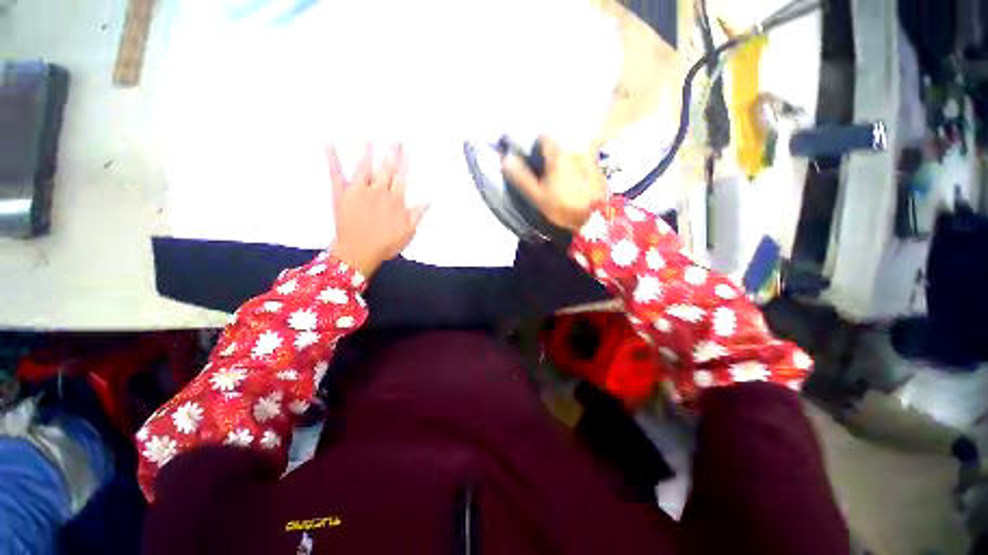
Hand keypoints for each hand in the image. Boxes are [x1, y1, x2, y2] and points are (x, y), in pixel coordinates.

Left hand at [328, 144, 425, 277]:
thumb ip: (417, 214)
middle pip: (386, 168)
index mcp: (395, 201)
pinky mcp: (341, 193)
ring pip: (364, 166)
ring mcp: (359, 190)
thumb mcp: (408, 232)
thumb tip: (428, 198)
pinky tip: (328, 142)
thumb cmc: (385, 244)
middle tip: (394, 136)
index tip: (407, 148)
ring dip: (366, 151)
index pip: (402, 177)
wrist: (358, 252)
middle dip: (391, 152)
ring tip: (368, 136)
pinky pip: (336, 172)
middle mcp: (378, 191)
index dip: (405, 163)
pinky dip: (332, 157)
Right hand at [500, 136, 607, 231]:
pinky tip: (576, 185)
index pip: (544, 139)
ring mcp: (589, 160)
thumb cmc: (562, 207)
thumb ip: (521, 178)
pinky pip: (583, 165)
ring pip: (571, 157)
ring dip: (565, 165)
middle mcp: (574, 152)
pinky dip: (577, 170)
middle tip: (546, 175)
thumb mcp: (537, 196)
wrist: (594, 219)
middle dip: (551, 158)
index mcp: (557, 156)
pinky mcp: (598, 171)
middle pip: (558, 149)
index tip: (532, 158)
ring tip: (562, 183)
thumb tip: (505, 159)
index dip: (536, 146)